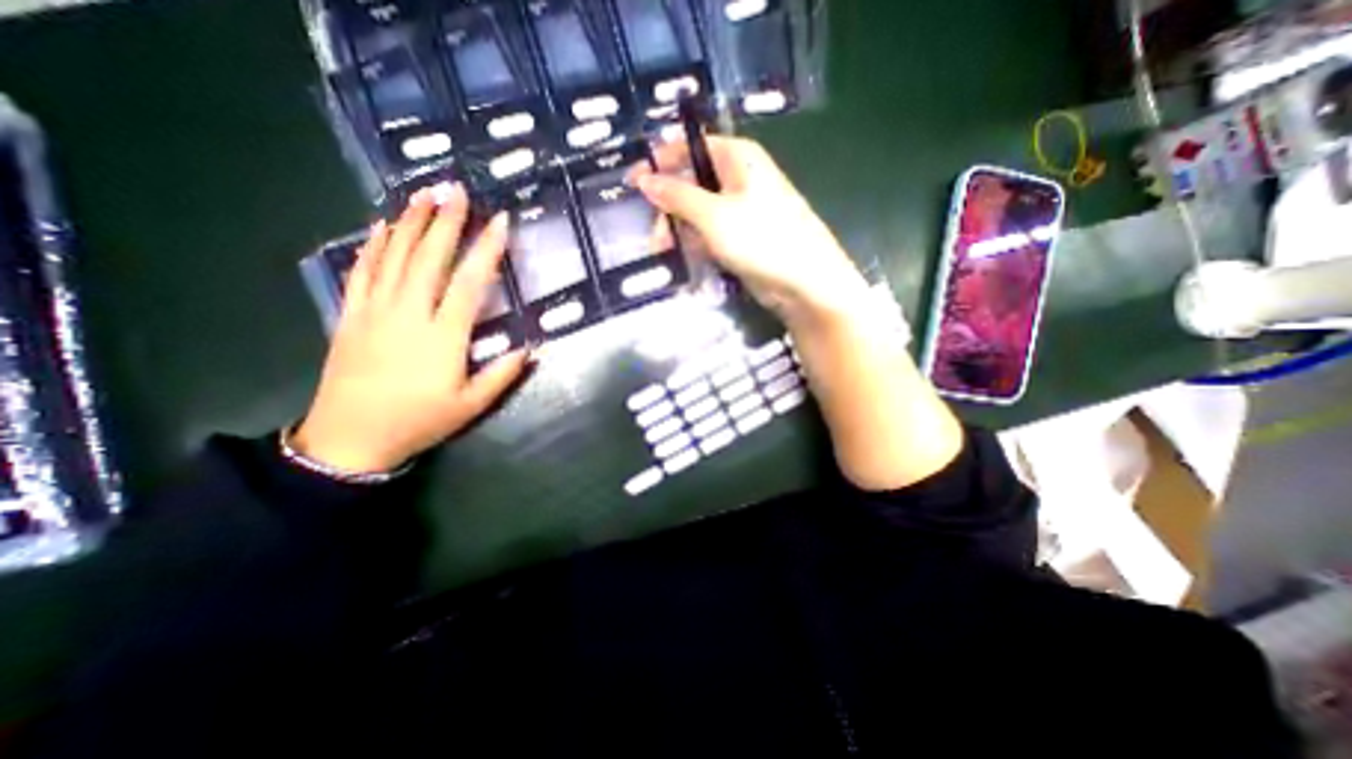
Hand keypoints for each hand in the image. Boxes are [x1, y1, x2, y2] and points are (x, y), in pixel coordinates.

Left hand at [295, 183, 531, 474]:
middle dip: (445, 221)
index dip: (487, 250)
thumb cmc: (419, 421)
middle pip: (428, 258)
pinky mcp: (350, 315)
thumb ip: (503, 374)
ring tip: (423, 193)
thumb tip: (533, 347)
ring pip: (393, 257)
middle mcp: (408, 314)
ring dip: (410, 223)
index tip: (500, 222)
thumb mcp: (471, 405)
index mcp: (443, 337)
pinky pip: (362, 272)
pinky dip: (372, 246)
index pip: (469, 283)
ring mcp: (374, 311)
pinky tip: (381, 226)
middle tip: (456, 189)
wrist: (350, 439)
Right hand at [633, 137, 863, 326]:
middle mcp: (738, 178)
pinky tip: (686, 261)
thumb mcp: (714, 215)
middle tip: (654, 238)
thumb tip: (644, 178)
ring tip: (666, 254)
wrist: (803, 282)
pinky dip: (696, 246)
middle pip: (691, 183)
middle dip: (668, 209)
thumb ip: (677, 196)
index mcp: (736, 157)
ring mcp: (740, 210)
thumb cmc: (762, 239)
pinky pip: (710, 235)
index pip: (689, 147)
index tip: (632, 184)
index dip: (659, 163)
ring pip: (698, 213)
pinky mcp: (741, 237)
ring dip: (680, 232)